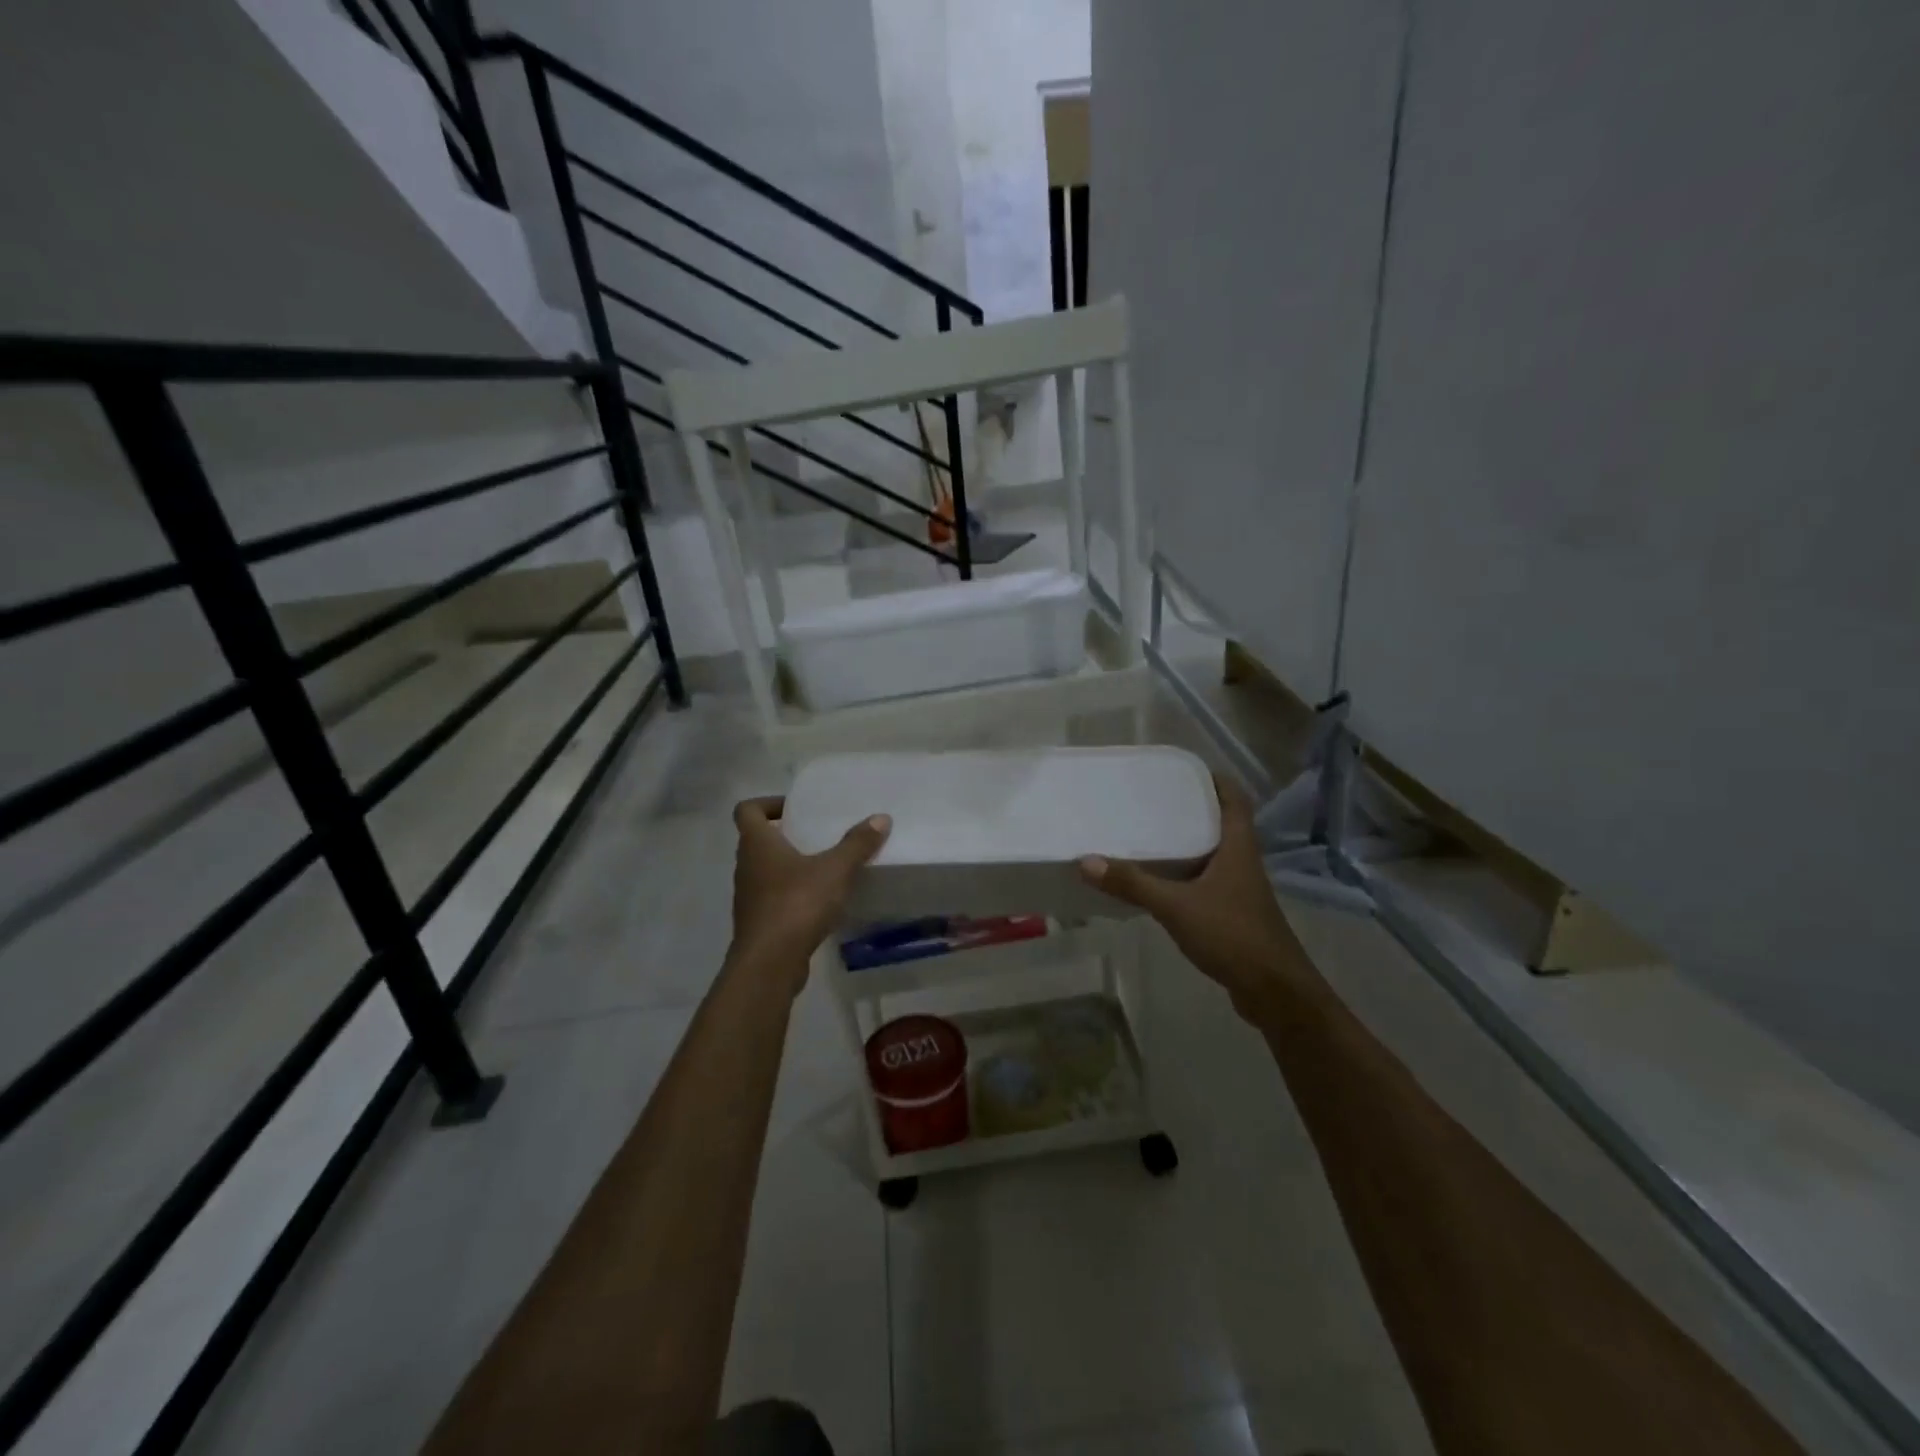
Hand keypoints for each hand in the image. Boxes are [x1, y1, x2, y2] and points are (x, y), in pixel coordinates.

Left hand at [728, 796, 890, 995]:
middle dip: (785, 836)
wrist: (769, 963)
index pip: (747, 810)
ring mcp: (749, 897)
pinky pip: (773, 899)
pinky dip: (792, 895)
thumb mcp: (835, 870)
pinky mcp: (758, 923)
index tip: (794, 809)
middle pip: (757, 841)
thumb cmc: (797, 904)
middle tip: (816, 836)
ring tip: (823, 869)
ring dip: (789, 867)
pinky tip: (820, 903)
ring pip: (765, 871)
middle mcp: (746, 866)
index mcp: (757, 844)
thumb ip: (857, 844)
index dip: (767, 803)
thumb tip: (881, 818)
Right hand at [1078, 774, 1309, 1021]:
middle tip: (1153, 800)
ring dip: (1187, 843)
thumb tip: (1087, 860)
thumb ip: (1132, 884)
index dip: (1214, 780)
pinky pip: (1206, 882)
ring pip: (1212, 854)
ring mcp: (1240, 890)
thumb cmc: (1232, 934)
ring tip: (1149, 835)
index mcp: (1238, 847)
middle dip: (1191, 809)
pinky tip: (1159, 883)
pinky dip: (1185, 875)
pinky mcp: (1233, 914)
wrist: (1274, 991)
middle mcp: (1242, 862)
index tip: (1183, 770)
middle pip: (1221, 823)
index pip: (1235, 799)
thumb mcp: (1176, 906)